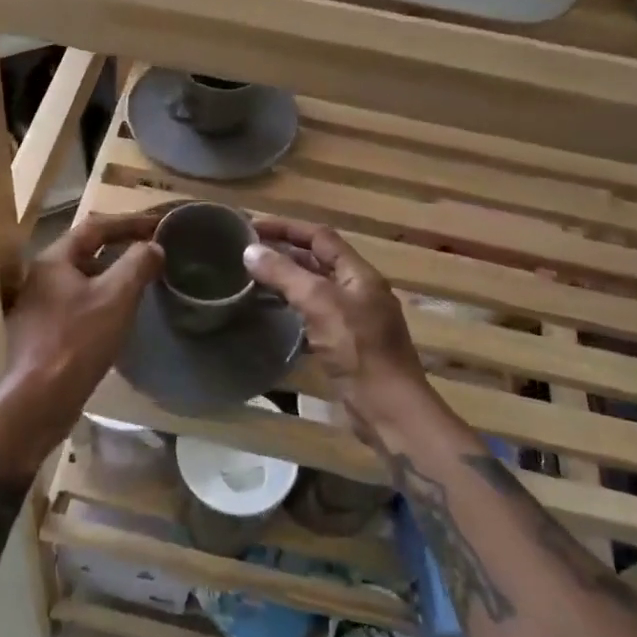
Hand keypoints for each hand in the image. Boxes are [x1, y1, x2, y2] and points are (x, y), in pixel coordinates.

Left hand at [0, 212, 164, 469]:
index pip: (94, 227)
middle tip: (151, 249)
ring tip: (141, 280)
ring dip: (112, 275)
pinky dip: (102, 300)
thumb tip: (153, 247)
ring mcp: (39, 307)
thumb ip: (137, 265)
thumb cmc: (78, 341)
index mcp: (53, 261)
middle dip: (120, 247)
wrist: (39, 401)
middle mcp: (41, 278)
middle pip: (85, 252)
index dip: (129, 222)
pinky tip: (119, 315)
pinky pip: (78, 305)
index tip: (158, 224)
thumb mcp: (116, 297)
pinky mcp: (43, 334)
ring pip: (82, 280)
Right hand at [242, 218, 433, 441]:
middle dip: (285, 252)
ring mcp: (354, 320)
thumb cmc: (358, 350)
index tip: (253, 226)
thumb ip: (285, 274)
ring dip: (287, 280)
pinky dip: (292, 308)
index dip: (287, 227)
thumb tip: (250, 250)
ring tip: (252, 277)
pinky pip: (314, 315)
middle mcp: (359, 291)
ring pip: (315, 289)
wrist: (389, 411)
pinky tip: (271, 314)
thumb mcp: (319, 303)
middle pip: (318, 261)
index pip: (320, 237)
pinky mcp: (346, 346)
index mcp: (359, 274)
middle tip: (248, 252)